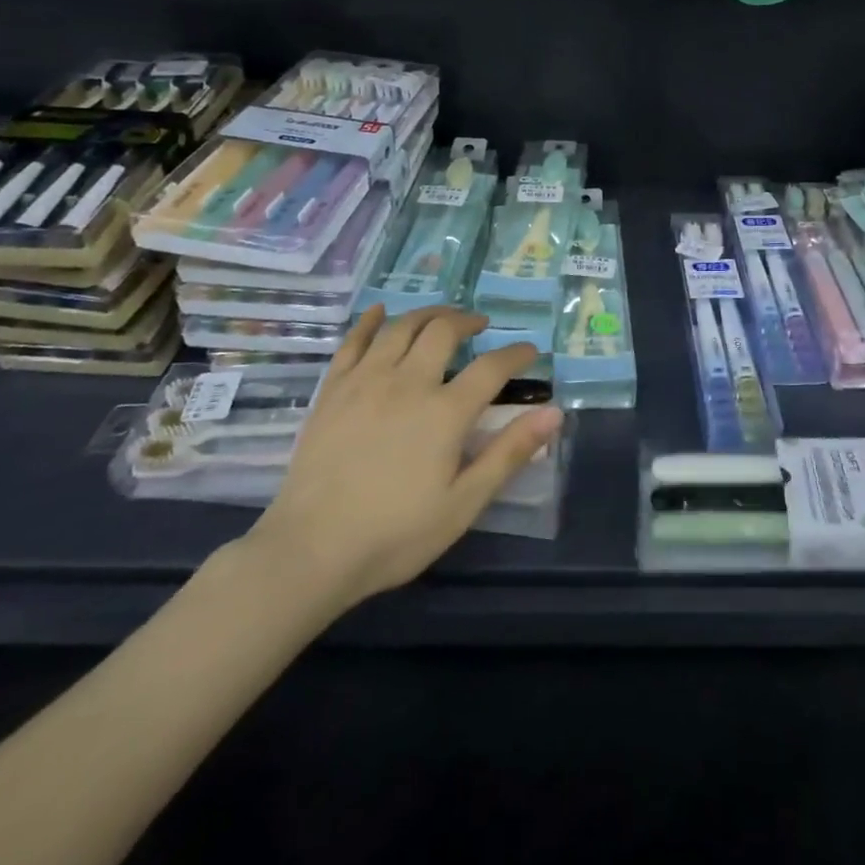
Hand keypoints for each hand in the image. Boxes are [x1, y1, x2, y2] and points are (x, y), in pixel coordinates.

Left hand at [245, 305, 560, 621]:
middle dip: (468, 321)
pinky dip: (370, 322)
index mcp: (445, 412)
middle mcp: (408, 383)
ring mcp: (365, 382)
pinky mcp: (332, 391)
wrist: (310, 551)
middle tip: (480, 324)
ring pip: (401, 327)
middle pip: (443, 332)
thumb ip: (509, 453)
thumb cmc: (396, 534)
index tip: (530, 351)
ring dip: (428, 314)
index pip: (492, 367)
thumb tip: (553, 413)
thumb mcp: (464, 503)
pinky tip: (380, 312)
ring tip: (442, 316)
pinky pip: (353, 342)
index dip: (516, 354)